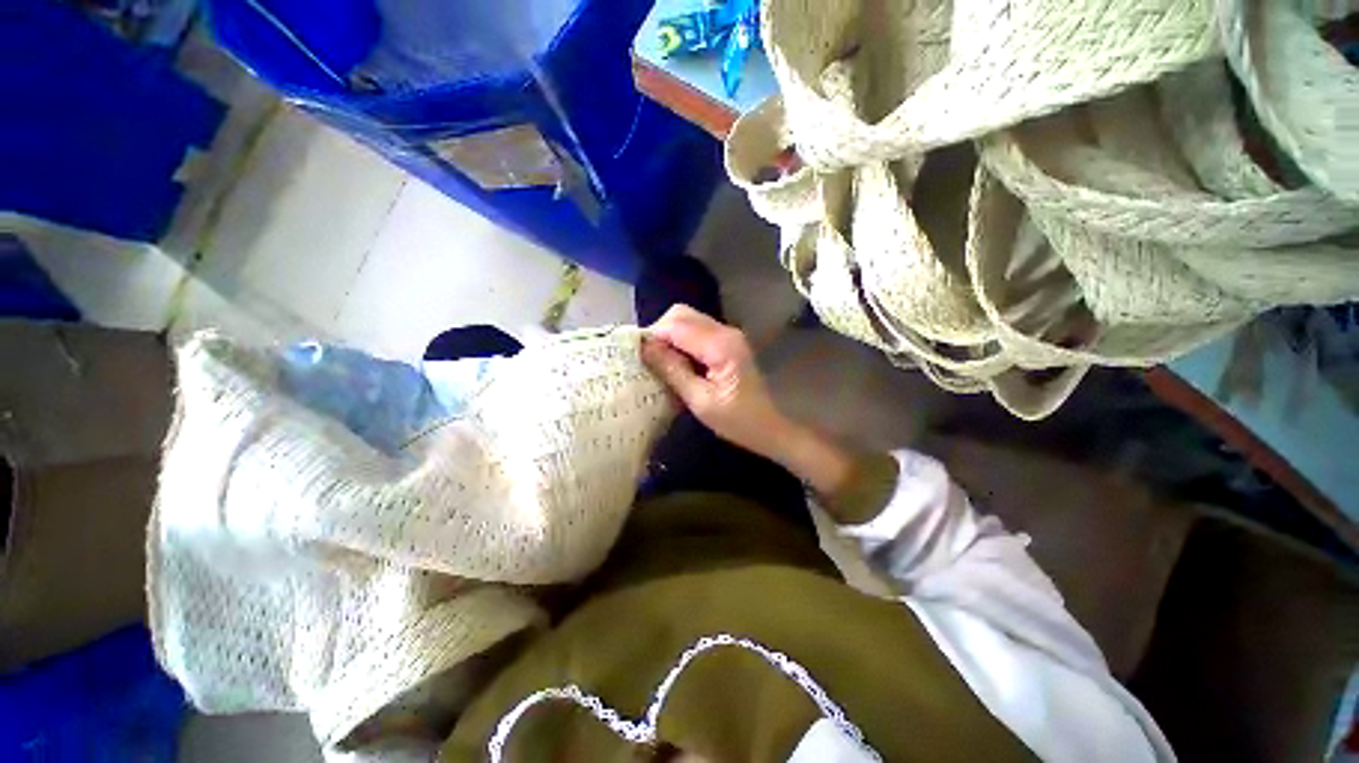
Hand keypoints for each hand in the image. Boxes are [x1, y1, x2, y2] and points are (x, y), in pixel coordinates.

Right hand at [640, 305, 792, 460]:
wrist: (768, 427)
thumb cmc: (736, 421)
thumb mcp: (700, 401)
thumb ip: (673, 370)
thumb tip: (644, 347)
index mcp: (721, 345)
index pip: (676, 325)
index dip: (652, 336)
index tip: (635, 355)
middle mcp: (725, 331)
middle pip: (681, 314)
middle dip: (659, 332)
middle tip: (647, 358)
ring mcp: (728, 334)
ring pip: (687, 319)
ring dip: (669, 335)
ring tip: (659, 362)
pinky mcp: (727, 341)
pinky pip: (696, 330)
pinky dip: (680, 340)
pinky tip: (675, 361)